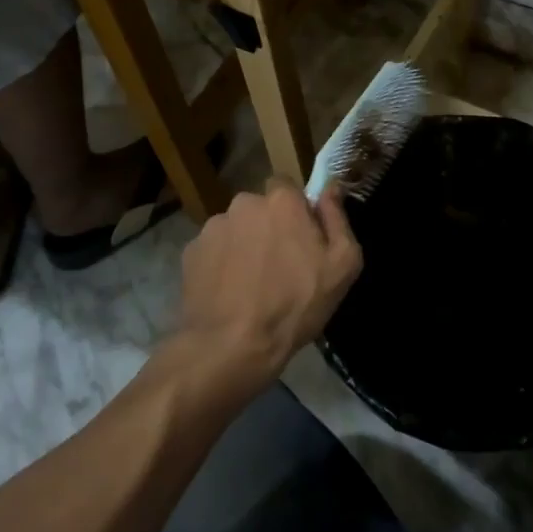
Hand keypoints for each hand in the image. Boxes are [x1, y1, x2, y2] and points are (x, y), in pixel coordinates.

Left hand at [175, 179, 363, 390]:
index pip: (287, 186)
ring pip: (236, 228)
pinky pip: (214, 250)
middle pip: (260, 207)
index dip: (295, 208)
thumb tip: (331, 186)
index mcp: (281, 201)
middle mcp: (244, 203)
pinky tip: (229, 292)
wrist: (232, 346)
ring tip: (251, 283)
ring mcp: (213, 227)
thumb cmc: (295, 305)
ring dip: (244, 244)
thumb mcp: (342, 265)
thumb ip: (337, 218)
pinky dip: (221, 264)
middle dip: (269, 226)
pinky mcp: (191, 252)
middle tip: (279, 263)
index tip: (302, 235)